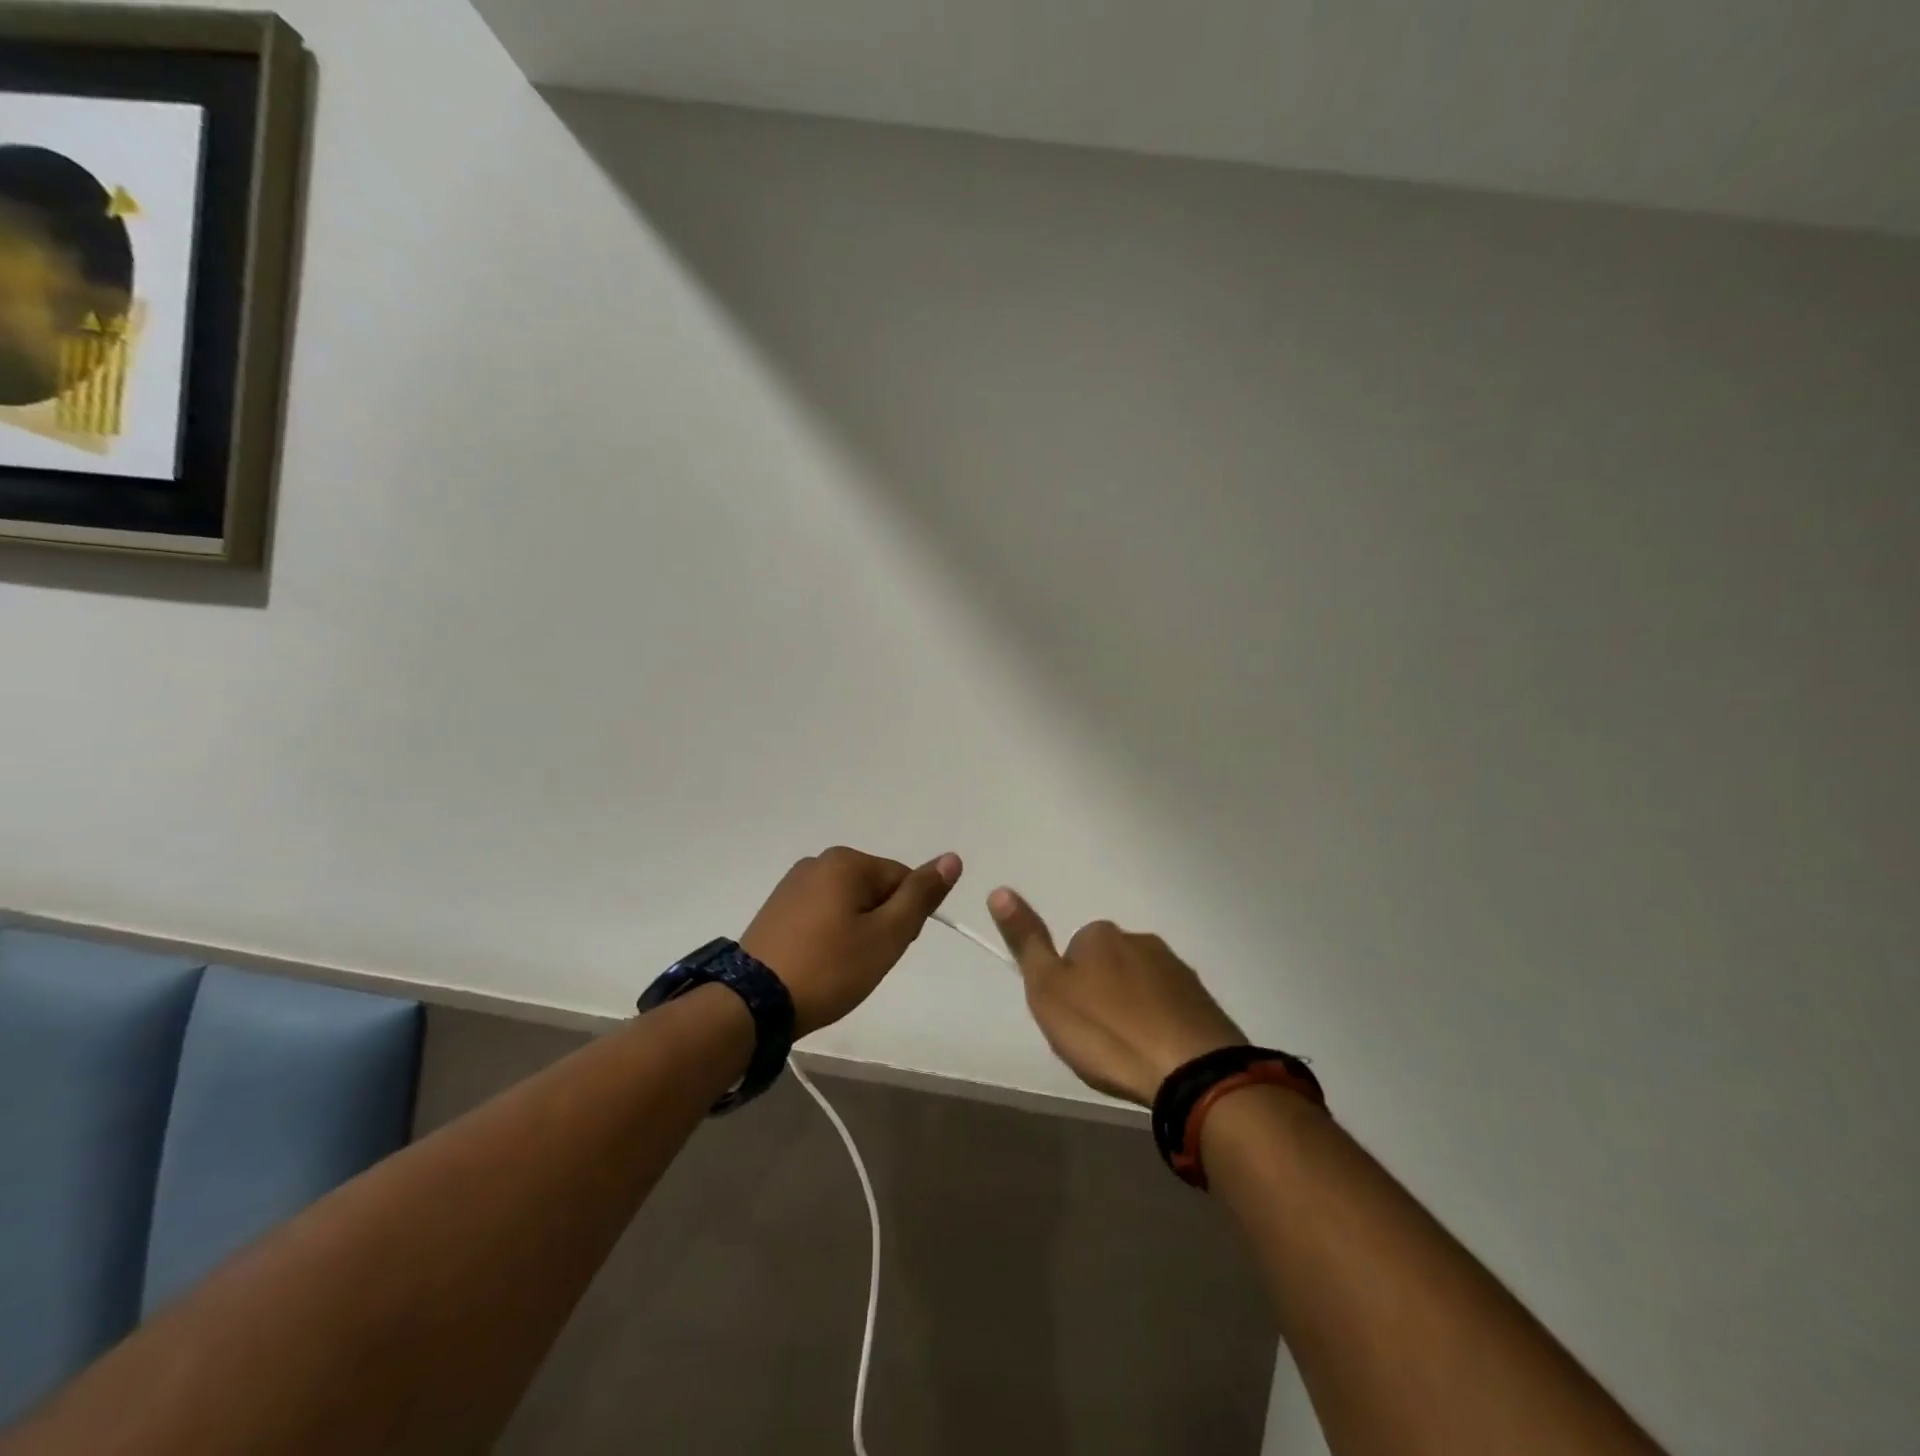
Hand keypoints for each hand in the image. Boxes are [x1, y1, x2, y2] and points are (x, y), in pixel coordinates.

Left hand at [742, 846, 962, 1036]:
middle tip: (864, 962)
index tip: (888, 950)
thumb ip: (920, 895)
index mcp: (846, 861)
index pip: (902, 880)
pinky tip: (818, 963)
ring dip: (855, 931)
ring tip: (839, 967)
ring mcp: (792, 884)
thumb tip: (952, 857)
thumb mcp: (887, 935)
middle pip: (874, 889)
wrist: (752, 1003)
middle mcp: (818, 861)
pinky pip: (820, 914)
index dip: (905, 919)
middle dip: (879, 923)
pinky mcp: (776, 908)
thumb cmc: (829, 968)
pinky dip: (829, 936)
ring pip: (848, 904)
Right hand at [989, 889, 1246, 1104]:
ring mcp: (1177, 969)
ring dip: (1132, 1011)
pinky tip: (1158, 1057)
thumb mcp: (1048, 990)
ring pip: (1140, 986)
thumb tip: (999, 890)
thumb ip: (1026, 942)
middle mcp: (1140, 940)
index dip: (1067, 988)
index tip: (1070, 1022)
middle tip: (1097, 1041)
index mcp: (1100, 936)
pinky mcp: (1204, 1001)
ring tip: (1128, 1053)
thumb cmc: (1106, 1032)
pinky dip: (1161, 1026)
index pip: (1072, 953)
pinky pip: (1170, 1008)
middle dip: (1101, 996)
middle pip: (1108, 966)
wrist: (1191, 1071)